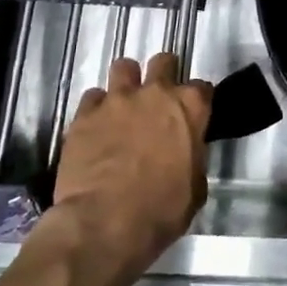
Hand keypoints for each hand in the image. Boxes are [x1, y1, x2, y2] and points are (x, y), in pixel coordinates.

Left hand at [25, 52, 211, 285]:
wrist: (105, 223)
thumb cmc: (161, 210)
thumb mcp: (195, 188)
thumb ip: (192, 158)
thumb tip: (184, 156)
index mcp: (190, 108)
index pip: (202, 88)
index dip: (197, 102)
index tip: (192, 116)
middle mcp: (156, 93)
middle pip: (163, 62)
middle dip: (163, 74)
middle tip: (157, 98)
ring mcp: (117, 100)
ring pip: (123, 68)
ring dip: (126, 83)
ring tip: (123, 105)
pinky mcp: (85, 115)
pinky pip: (92, 97)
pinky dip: (96, 109)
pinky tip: (96, 127)